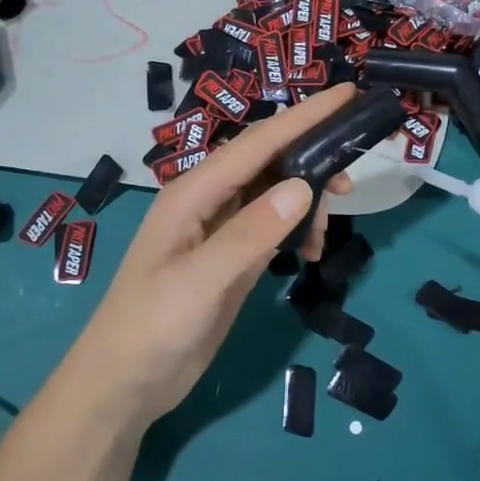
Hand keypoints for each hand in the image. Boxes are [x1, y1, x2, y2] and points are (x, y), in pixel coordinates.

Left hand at [60, 85, 357, 429]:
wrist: (125, 386)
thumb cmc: (151, 328)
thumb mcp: (199, 282)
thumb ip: (249, 234)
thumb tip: (304, 187)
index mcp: (194, 193)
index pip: (259, 143)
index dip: (305, 116)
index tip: (349, 95)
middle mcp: (209, 202)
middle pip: (270, 161)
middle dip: (314, 159)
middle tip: (354, 180)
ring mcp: (221, 230)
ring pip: (276, 194)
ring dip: (308, 201)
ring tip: (328, 230)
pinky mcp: (232, 258)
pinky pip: (274, 226)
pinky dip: (298, 230)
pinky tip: (310, 251)